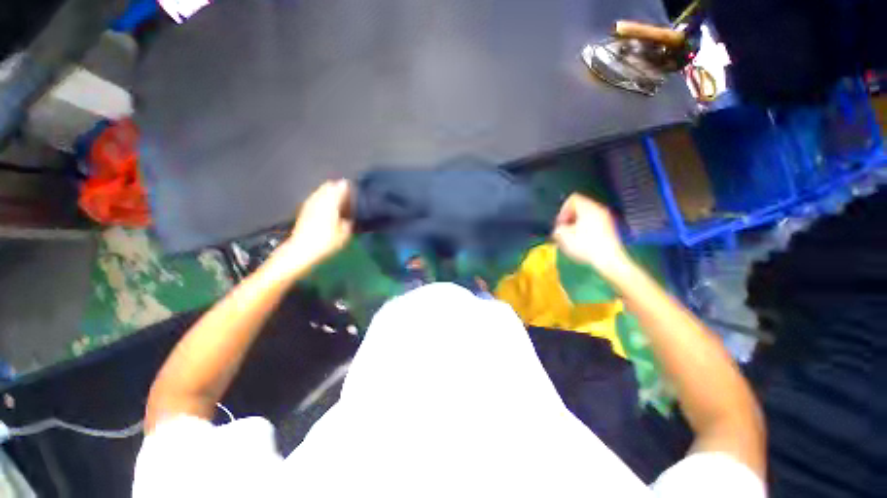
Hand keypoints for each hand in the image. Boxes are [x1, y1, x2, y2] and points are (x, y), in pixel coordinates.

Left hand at [277, 180, 352, 271]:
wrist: (301, 250)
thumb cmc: (325, 243)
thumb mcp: (344, 235)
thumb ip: (348, 223)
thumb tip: (348, 218)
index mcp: (331, 204)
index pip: (340, 188)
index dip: (347, 187)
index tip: (353, 188)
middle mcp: (319, 200)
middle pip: (328, 186)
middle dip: (336, 187)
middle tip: (346, 192)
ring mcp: (309, 204)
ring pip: (320, 191)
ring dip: (328, 192)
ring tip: (336, 198)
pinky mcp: (303, 210)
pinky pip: (314, 198)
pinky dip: (321, 198)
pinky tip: (325, 205)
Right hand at [552, 194, 630, 278]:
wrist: (608, 259)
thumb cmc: (585, 245)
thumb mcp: (563, 236)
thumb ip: (557, 228)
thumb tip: (559, 229)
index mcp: (588, 207)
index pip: (573, 199)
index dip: (563, 209)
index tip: (560, 223)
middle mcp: (598, 209)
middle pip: (579, 207)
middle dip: (569, 217)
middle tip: (563, 230)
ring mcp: (605, 219)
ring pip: (585, 216)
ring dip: (575, 224)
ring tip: (571, 238)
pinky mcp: (609, 229)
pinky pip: (592, 223)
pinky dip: (584, 229)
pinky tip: (581, 242)